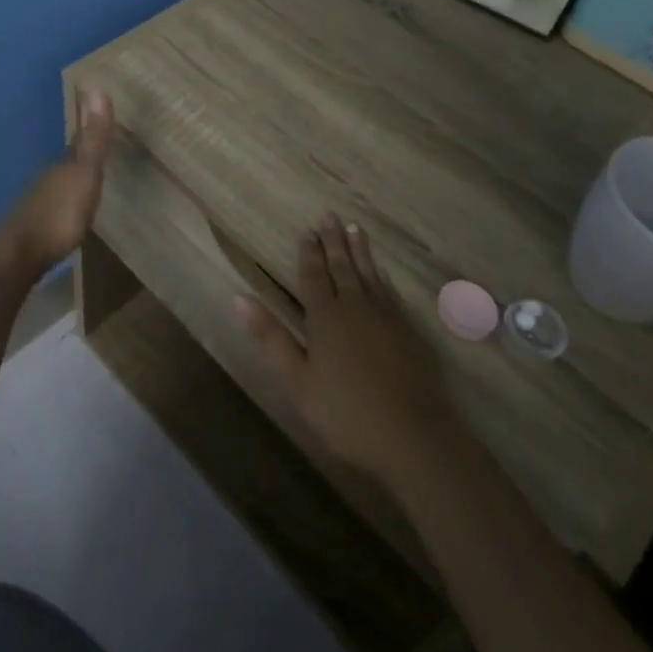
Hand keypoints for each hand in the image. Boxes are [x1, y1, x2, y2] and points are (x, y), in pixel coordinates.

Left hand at [0, 88, 113, 282]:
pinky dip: (64, 205)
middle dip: (82, 156)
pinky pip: (54, 209)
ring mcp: (37, 205)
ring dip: (72, 182)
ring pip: (59, 185)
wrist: (18, 255)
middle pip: (68, 163)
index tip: (100, 113)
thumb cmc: (58, 213)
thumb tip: (96, 86)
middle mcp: (47, 180)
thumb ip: (92, 138)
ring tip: (87, 183)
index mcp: (62, 165)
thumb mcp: (84, 174)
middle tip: (99, 150)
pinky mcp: (34, 230)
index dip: (90, 129)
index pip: (79, 141)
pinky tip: (68, 214)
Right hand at [237, 214, 464, 488]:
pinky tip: (381, 273)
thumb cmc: (346, 413)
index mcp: (325, 317)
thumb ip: (271, 338)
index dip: (309, 253)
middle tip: (329, 215)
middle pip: (342, 267)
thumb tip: (239, 298)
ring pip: (369, 274)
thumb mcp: (297, 380)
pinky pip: (390, 291)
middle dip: (333, 241)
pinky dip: (382, 276)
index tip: (306, 231)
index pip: (314, 276)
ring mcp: (386, 317)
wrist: (413, 436)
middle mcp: (356, 307)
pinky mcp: (409, 331)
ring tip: (354, 229)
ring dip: (359, 251)